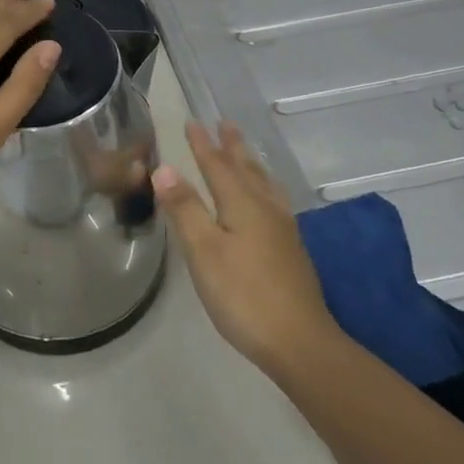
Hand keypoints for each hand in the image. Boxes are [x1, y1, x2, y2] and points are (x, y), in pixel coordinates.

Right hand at [153, 121, 338, 375]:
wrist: (300, 342)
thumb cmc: (243, 295)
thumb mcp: (204, 252)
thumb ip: (185, 209)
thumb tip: (164, 168)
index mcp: (243, 204)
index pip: (218, 166)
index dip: (203, 145)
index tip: (193, 121)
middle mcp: (266, 209)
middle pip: (246, 169)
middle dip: (232, 146)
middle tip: (225, 123)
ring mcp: (283, 230)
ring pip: (264, 184)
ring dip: (251, 163)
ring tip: (246, 153)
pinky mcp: (291, 250)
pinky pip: (274, 200)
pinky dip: (264, 186)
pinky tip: (267, 201)